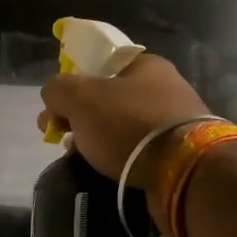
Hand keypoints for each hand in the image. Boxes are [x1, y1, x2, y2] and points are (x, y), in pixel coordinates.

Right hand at [38, 53, 211, 183]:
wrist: (183, 172)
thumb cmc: (128, 124)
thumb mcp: (79, 96)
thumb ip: (57, 89)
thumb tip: (53, 98)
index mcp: (145, 64)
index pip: (100, 65)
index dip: (72, 83)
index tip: (55, 110)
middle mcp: (164, 87)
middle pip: (109, 97)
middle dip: (81, 116)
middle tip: (63, 137)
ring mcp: (175, 121)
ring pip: (122, 126)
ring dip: (99, 139)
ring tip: (84, 158)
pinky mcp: (179, 153)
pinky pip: (139, 150)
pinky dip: (121, 157)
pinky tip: (110, 170)